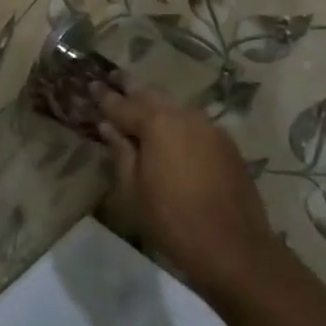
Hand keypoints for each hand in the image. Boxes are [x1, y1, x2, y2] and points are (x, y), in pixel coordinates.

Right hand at [95, 85, 281, 301]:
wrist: (233, 247)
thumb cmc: (173, 221)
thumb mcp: (133, 191)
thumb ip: (120, 153)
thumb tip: (109, 127)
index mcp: (157, 124)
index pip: (122, 104)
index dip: (105, 96)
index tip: (92, 84)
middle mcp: (184, 116)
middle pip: (151, 95)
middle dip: (131, 88)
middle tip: (115, 78)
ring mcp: (209, 127)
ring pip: (175, 107)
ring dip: (155, 103)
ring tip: (139, 103)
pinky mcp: (226, 143)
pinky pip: (194, 123)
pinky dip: (177, 122)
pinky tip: (171, 132)